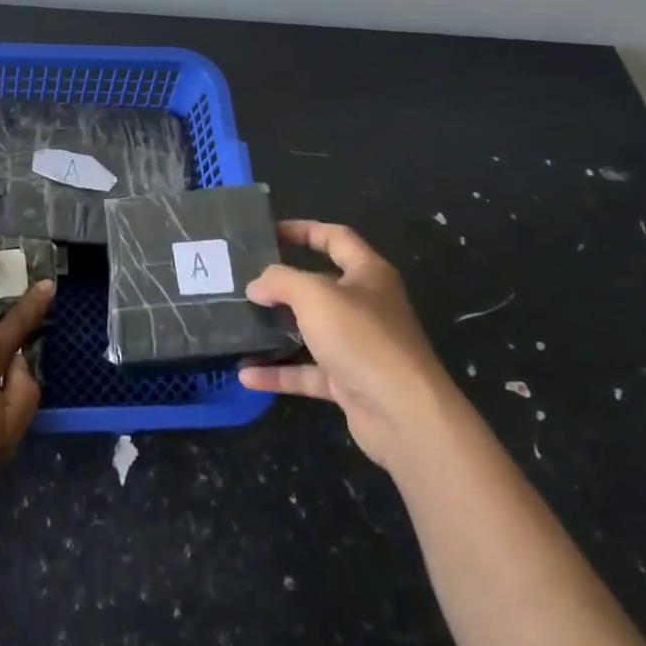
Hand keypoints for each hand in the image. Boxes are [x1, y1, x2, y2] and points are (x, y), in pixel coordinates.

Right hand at [239, 221, 441, 475]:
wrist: (404, 415)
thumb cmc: (362, 338)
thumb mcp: (315, 295)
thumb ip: (281, 281)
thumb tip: (257, 285)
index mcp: (368, 274)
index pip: (335, 238)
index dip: (303, 230)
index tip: (268, 233)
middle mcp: (366, 306)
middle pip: (320, 285)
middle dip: (283, 284)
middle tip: (245, 280)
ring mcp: (358, 346)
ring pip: (312, 330)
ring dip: (278, 330)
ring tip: (241, 325)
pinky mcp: (349, 382)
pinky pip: (307, 371)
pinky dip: (280, 373)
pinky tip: (247, 375)